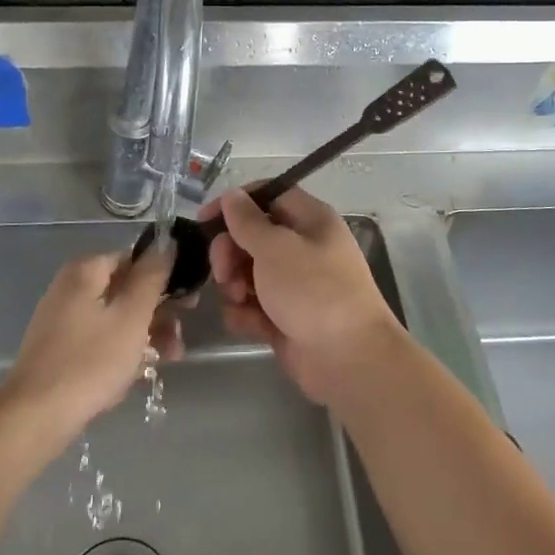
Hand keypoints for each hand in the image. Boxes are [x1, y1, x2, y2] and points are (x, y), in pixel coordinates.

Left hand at [3, 248, 181, 438]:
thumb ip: (152, 276)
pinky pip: (100, 338)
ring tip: (167, 360)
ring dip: (145, 335)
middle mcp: (70, 287)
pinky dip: (121, 349)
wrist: (36, 416)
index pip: (134, 260)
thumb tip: (167, 242)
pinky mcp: (60, 347)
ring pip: (115, 317)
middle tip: (178, 338)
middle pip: (126, 290)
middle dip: (157, 313)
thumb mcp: (132, 316)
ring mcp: (62, 318)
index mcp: (85, 271)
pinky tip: (137, 372)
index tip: (188, 304)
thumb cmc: (91, 361)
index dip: (165, 278)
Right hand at [201, 187, 402, 404]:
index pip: (268, 196)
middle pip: (252, 236)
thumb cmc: (313, 291)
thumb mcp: (276, 248)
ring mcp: (294, 285)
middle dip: (230, 253)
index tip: (205, 220)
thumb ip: (247, 221)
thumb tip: (232, 195)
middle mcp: (303, 248)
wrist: (348, 359)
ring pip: (247, 273)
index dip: (235, 203)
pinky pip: (253, 305)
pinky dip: (247, 314)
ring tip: (239, 300)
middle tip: (223, 272)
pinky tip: (251, 325)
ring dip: (234, 286)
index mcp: (310, 220)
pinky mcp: (284, 316)